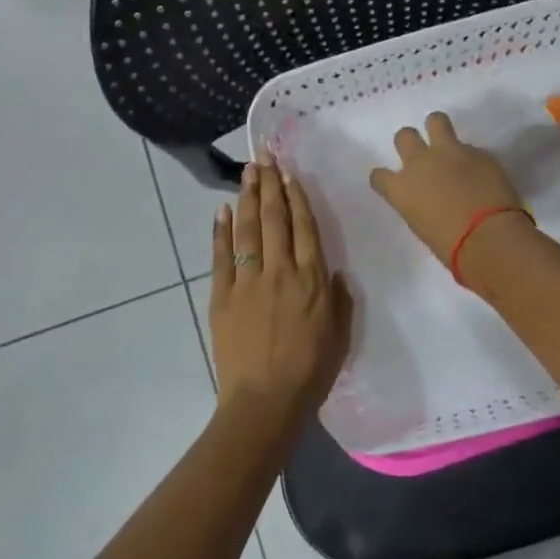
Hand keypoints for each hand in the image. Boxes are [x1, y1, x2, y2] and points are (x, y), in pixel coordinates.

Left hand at [209, 161, 353, 441]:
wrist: (264, 401)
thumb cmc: (309, 372)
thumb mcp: (339, 336)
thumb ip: (339, 300)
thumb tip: (334, 272)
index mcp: (311, 280)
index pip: (304, 227)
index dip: (296, 197)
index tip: (289, 173)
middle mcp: (280, 271)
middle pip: (274, 219)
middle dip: (270, 185)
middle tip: (264, 157)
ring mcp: (247, 282)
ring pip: (247, 230)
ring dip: (247, 198)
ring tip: (247, 172)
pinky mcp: (222, 296)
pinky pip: (221, 257)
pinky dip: (220, 232)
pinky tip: (221, 210)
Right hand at [368, 111, 526, 266]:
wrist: (489, 238)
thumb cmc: (450, 247)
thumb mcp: (422, 226)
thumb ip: (420, 204)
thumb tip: (431, 197)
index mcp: (400, 189)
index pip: (379, 175)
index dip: (385, 179)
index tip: (394, 184)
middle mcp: (420, 163)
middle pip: (404, 136)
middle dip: (410, 142)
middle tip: (423, 156)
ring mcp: (450, 152)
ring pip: (436, 121)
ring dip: (438, 129)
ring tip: (448, 145)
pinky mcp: (479, 152)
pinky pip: (471, 148)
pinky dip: (472, 159)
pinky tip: (482, 175)